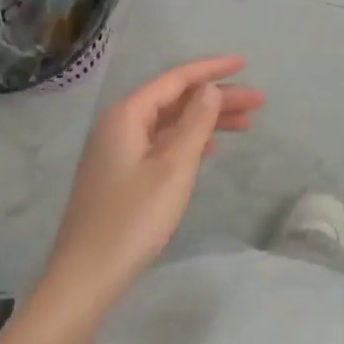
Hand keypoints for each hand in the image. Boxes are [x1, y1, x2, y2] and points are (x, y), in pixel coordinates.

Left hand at [39, 55, 263, 318]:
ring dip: (206, 121)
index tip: (243, 64)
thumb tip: (209, 88)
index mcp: (127, 114)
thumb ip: (195, 122)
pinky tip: (210, 148)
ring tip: (246, 124)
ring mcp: (117, 151)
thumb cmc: (132, 219)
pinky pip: (161, 143)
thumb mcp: (173, 167)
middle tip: (257, 102)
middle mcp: (119, 125)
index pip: (176, 79)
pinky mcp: (120, 176)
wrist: (85, 279)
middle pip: (175, 100)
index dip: (211, 70)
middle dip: (216, 98)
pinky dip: (189, 141)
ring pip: (170, 123)